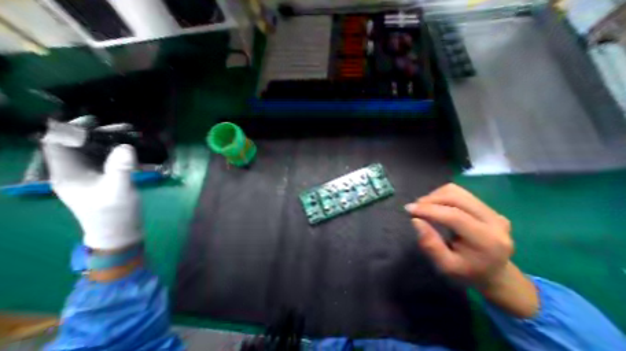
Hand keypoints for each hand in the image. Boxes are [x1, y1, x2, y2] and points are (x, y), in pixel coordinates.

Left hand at [43, 138, 142, 251]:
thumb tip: (126, 147)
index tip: (95, 121)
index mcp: (67, 173)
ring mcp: (89, 175)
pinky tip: (132, 150)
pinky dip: (118, 152)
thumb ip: (121, 168)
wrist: (119, 229)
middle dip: (99, 134)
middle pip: (79, 145)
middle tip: (125, 129)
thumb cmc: (115, 212)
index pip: (57, 144)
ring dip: (111, 142)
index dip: (70, 129)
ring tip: (132, 136)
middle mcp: (73, 171)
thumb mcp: (119, 190)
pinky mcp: (103, 178)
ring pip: (94, 152)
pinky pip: (107, 159)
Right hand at [406, 184, 538, 317]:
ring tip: (424, 208)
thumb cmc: (467, 271)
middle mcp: (495, 221)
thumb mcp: (445, 266)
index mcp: (488, 241)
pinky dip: (441, 195)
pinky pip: (458, 192)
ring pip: (456, 192)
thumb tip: (416, 220)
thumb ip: (430, 244)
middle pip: (456, 198)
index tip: (408, 209)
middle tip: (414, 208)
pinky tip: (436, 206)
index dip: (429, 210)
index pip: (455, 216)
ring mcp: (492, 211)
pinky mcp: (486, 206)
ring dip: (434, 196)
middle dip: (430, 200)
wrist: (494, 272)